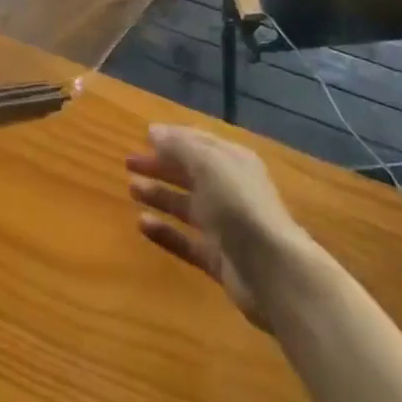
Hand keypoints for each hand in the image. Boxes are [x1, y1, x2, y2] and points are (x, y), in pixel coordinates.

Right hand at [128, 124, 311, 329]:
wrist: (272, 270)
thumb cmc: (239, 204)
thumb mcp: (208, 163)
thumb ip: (179, 146)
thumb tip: (153, 131)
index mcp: (232, 161)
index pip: (198, 142)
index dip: (172, 138)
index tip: (143, 137)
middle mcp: (229, 189)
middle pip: (190, 173)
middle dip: (160, 165)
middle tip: (128, 163)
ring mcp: (224, 226)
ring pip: (186, 206)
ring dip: (160, 195)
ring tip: (132, 189)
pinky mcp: (218, 259)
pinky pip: (186, 241)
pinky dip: (165, 232)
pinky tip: (142, 224)